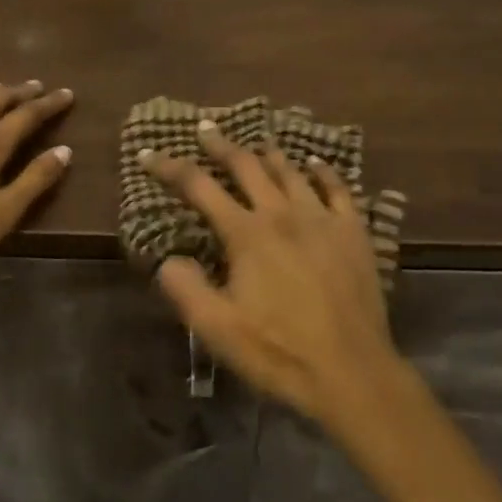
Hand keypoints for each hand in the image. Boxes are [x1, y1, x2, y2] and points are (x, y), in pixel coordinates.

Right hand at [142, 121, 402, 435]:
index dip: (170, 167)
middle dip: (220, 145)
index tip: (148, 153)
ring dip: (267, 153)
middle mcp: (282, 214)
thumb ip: (185, 288)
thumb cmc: (279, 352)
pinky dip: (323, 171)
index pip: (199, 187)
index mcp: (246, 233)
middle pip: (246, 166)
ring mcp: (322, 219)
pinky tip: (315, 163)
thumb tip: (167, 258)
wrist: (352, 373)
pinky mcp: (354, 233)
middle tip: (205, 128)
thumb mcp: (217, 329)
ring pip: (290, 171)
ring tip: (255, 142)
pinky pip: (338, 189)